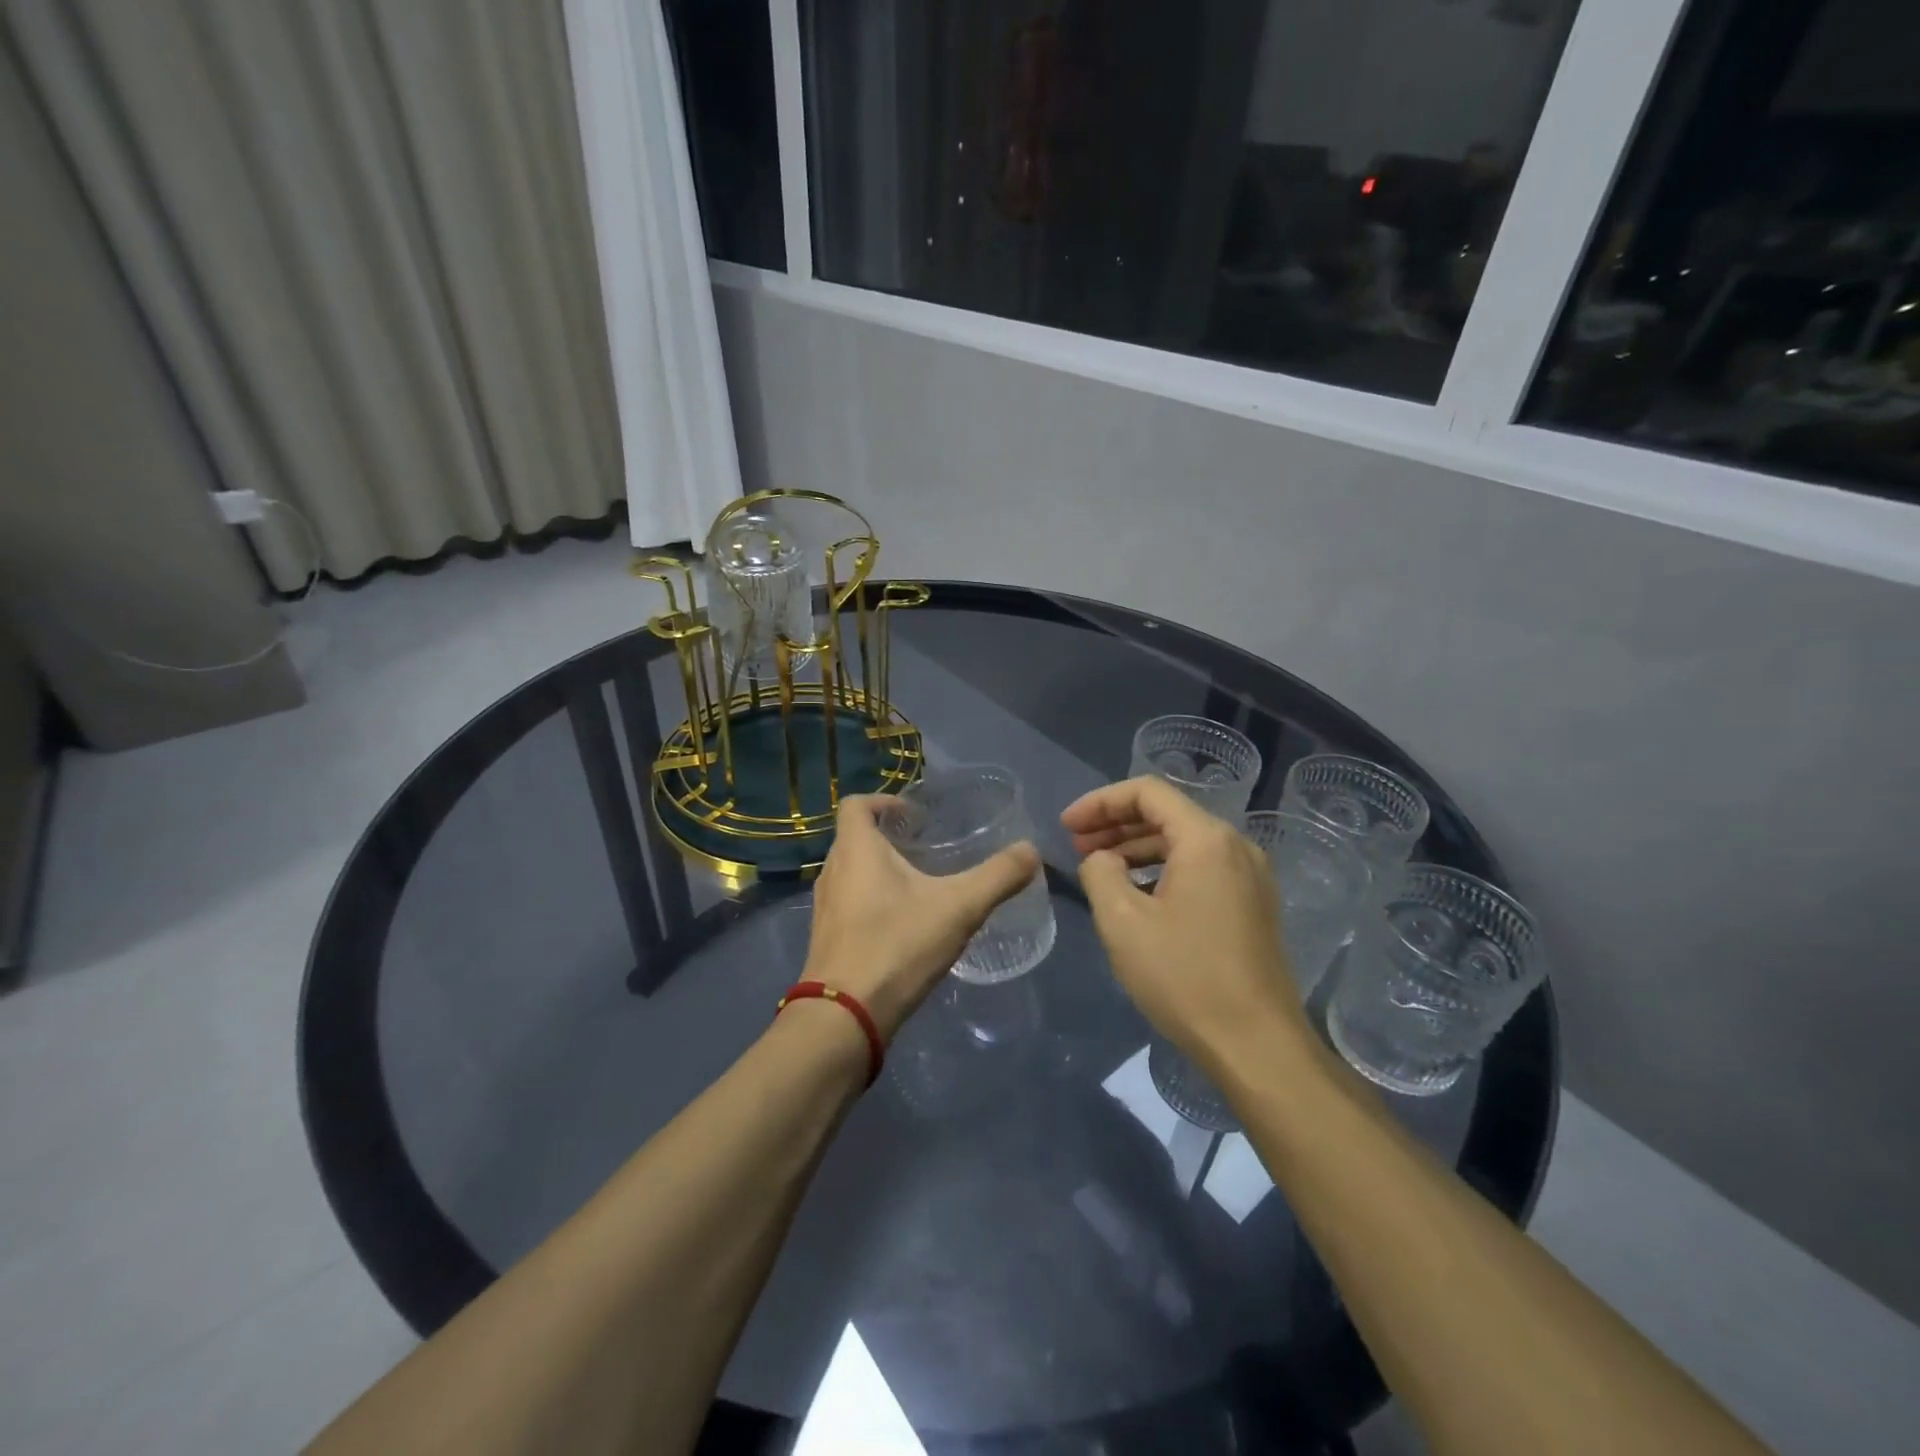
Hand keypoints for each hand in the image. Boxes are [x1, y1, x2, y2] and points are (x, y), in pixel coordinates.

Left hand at [804, 796, 1040, 1038]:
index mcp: (856, 848)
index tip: (916, 816)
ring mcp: (825, 907)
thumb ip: (998, 876)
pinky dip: (872, 901)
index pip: (856, 804)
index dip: (885, 801)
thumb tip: (1031, 850)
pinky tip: (904, 925)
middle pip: (855, 837)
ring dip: (880, 871)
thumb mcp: (959, 907)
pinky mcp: (826, 938)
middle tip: (927, 848)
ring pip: (852, 872)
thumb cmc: (897, 945)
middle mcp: (832, 870)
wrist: (845, 1017)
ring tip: (920, 885)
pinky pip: (849, 903)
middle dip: (889, 837)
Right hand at [1063, 776, 1311, 1066]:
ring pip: (1184, 843)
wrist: (1256, 1046)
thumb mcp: (1122, 921)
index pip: (1147, 792)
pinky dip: (1162, 870)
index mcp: (1206, 839)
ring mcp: (1250, 877)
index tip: (1066, 825)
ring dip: (1137, 848)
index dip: (1100, 802)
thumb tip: (1101, 860)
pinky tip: (1137, 895)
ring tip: (1099, 869)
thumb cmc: (1184, 977)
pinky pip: (1201, 869)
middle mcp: (1235, 846)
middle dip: (1116, 824)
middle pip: (1167, 814)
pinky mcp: (1253, 905)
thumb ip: (1100, 872)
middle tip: (1076, 844)